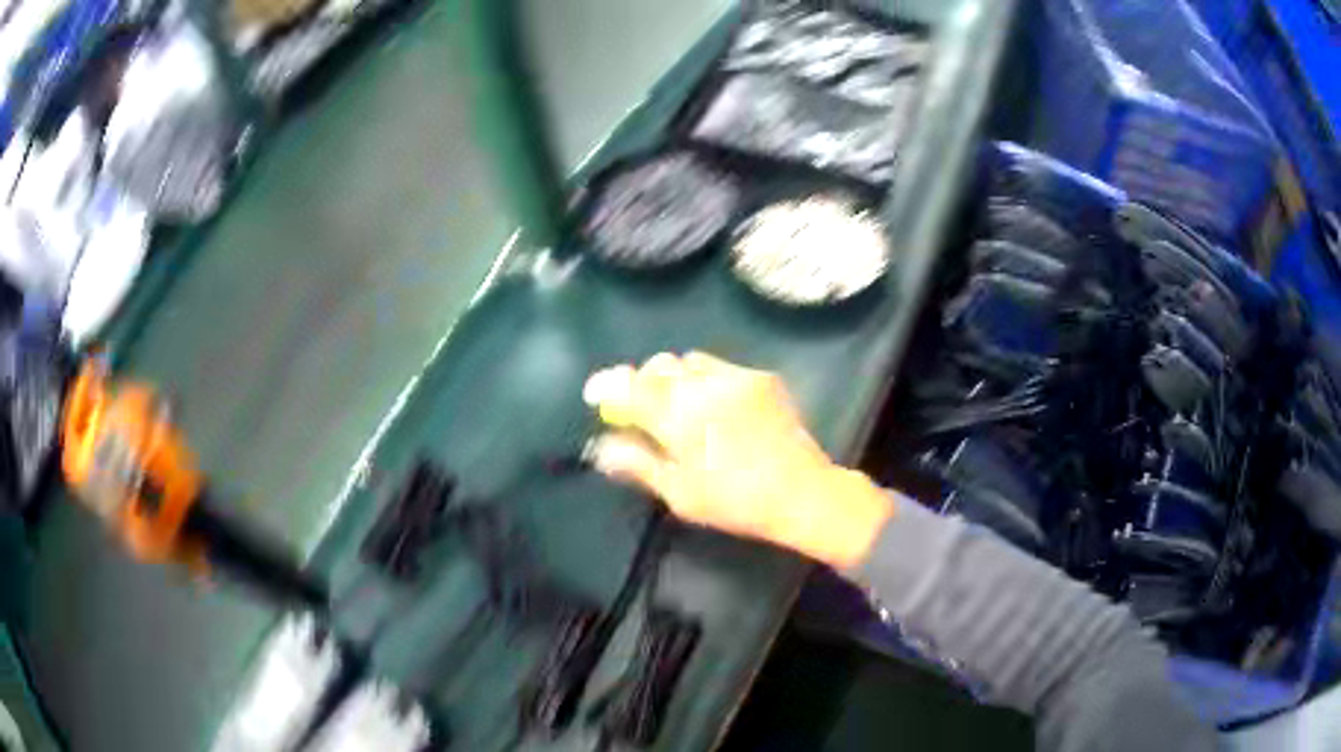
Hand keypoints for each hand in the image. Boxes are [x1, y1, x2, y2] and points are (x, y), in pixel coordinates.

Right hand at [583, 352, 892, 568]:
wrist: (801, 492)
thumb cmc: (734, 501)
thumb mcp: (678, 492)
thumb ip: (636, 462)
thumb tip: (600, 445)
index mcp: (677, 416)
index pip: (628, 385)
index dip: (606, 385)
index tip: (595, 394)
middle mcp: (703, 386)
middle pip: (658, 366)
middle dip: (642, 382)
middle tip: (642, 409)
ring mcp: (736, 377)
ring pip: (690, 360)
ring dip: (676, 377)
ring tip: (682, 406)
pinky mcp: (762, 378)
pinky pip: (722, 367)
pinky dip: (708, 380)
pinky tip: (719, 408)